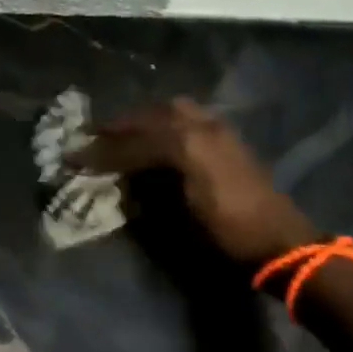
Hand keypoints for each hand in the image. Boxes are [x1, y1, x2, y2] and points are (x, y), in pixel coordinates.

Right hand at [82, 99, 316, 264]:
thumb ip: (146, 192)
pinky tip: (157, 132)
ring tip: (124, 131)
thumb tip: (122, 181)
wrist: (281, 241)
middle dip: (118, 128)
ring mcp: (216, 127)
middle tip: (92, 137)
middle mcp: (198, 127)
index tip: (72, 157)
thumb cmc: (226, 235)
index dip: (98, 153)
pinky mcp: (226, 135)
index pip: (130, 145)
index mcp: (184, 146)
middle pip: (147, 118)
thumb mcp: (178, 219)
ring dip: (142, 119)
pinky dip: (165, 119)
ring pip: (169, 109)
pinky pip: (187, 115)